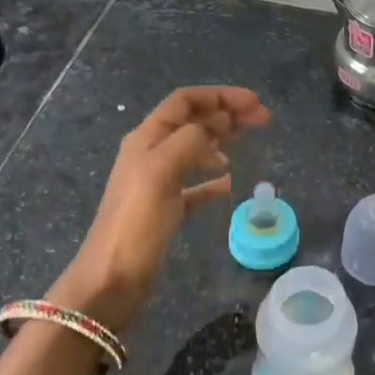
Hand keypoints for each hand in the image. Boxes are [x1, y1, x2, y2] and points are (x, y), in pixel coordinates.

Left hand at [53, 86, 269, 332]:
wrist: (111, 279)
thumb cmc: (137, 221)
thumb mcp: (162, 170)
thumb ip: (190, 139)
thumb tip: (218, 124)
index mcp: (147, 138)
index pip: (185, 101)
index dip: (220, 96)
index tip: (254, 103)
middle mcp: (151, 153)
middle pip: (193, 121)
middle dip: (227, 114)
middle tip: (263, 119)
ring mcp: (157, 181)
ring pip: (195, 148)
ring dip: (222, 140)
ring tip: (247, 145)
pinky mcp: (165, 209)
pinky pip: (194, 184)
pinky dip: (213, 179)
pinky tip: (229, 184)